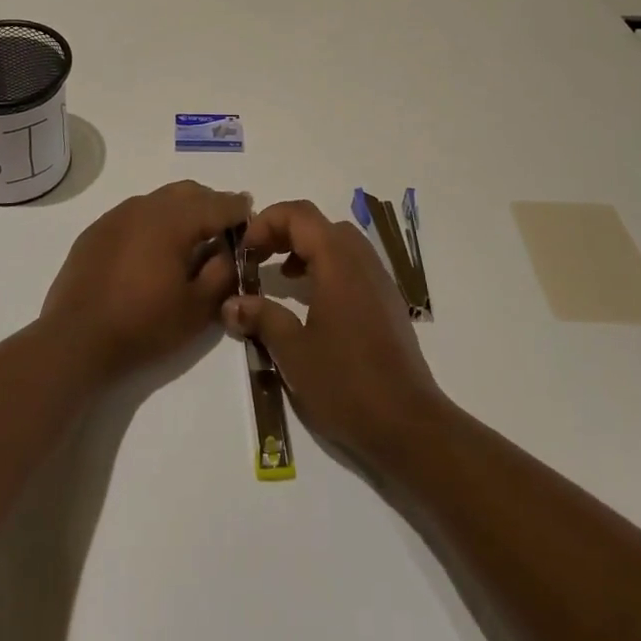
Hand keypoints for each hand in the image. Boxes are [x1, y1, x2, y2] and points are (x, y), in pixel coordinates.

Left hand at [42, 180, 251, 381]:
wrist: (75, 339)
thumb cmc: (143, 324)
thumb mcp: (197, 307)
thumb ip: (222, 272)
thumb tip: (228, 250)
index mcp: (174, 219)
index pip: (217, 203)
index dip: (238, 209)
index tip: (251, 215)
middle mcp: (145, 206)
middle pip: (188, 192)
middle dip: (210, 204)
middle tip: (223, 230)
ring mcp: (117, 215)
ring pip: (160, 199)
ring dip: (181, 211)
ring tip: (189, 241)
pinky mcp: (96, 230)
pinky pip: (134, 214)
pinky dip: (153, 223)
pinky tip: (152, 251)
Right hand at [223, 199, 444, 464]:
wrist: (409, 425)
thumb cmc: (346, 384)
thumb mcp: (293, 351)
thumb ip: (261, 317)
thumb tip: (231, 303)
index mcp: (338, 261)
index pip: (299, 214)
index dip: (266, 222)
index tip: (244, 249)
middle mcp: (361, 259)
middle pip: (318, 224)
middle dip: (283, 232)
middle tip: (257, 258)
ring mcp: (378, 279)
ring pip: (337, 242)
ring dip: (305, 248)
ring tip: (281, 276)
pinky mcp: (386, 301)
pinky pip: (352, 264)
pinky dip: (326, 267)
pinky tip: (311, 302)